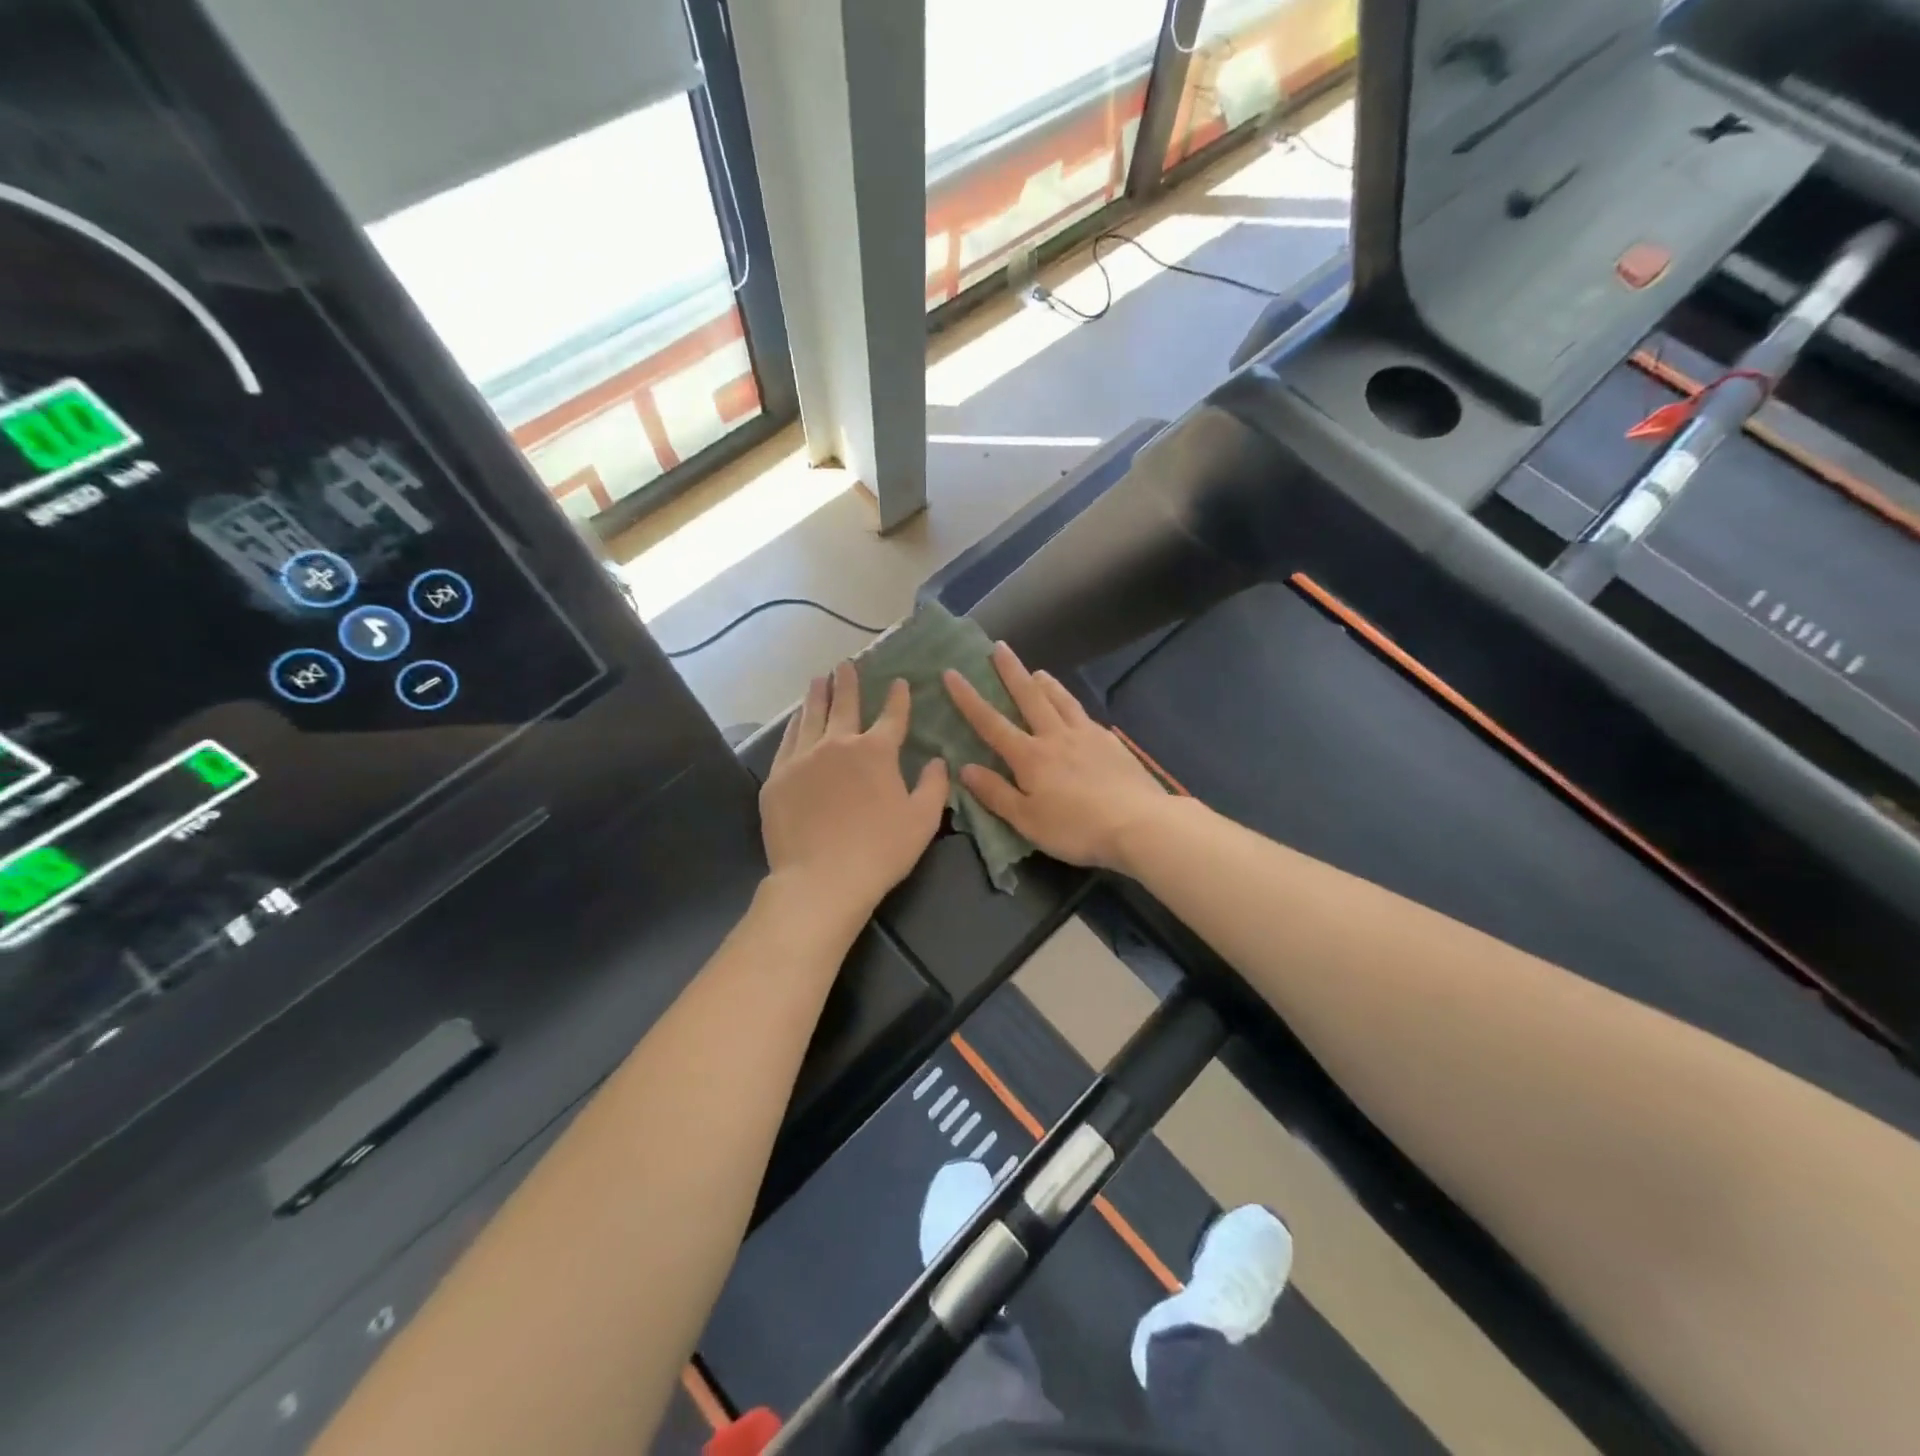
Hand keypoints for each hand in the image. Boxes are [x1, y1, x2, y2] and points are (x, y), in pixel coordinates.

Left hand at [761, 662, 948, 922]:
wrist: (821, 878)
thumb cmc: (880, 850)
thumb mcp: (923, 820)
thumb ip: (934, 785)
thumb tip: (937, 760)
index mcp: (876, 752)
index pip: (891, 716)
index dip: (897, 697)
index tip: (899, 681)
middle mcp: (838, 744)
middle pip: (844, 705)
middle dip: (847, 683)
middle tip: (845, 665)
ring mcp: (803, 758)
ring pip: (810, 717)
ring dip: (817, 696)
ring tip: (818, 680)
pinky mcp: (777, 778)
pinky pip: (787, 741)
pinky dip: (794, 725)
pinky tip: (795, 719)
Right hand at [943, 644, 1170, 873]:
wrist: (1138, 823)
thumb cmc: (1076, 828)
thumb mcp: (1027, 820)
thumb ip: (996, 793)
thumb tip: (965, 768)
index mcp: (1030, 756)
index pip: (991, 723)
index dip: (968, 698)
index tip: (952, 673)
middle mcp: (1056, 736)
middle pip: (1029, 697)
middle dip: (1011, 672)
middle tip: (998, 646)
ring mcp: (1087, 736)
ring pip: (1061, 700)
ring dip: (1046, 683)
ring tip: (1037, 670)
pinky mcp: (1110, 743)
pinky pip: (1084, 716)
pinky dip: (1073, 705)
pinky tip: (1075, 710)